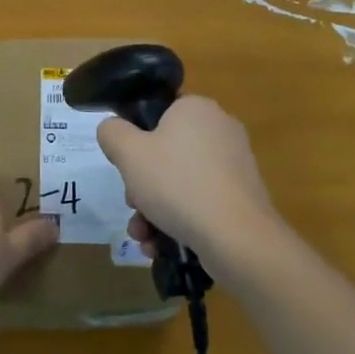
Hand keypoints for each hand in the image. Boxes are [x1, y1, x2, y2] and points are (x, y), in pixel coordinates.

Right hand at [97, 96, 277, 261]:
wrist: (236, 238)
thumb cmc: (177, 183)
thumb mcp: (128, 153)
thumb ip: (112, 133)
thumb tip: (113, 129)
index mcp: (197, 108)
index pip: (159, 113)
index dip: (136, 139)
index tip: (127, 166)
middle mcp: (220, 129)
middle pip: (167, 153)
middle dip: (142, 185)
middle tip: (133, 204)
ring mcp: (235, 165)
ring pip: (181, 182)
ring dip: (154, 209)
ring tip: (143, 236)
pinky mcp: (241, 197)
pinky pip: (201, 202)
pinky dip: (179, 221)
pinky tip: (161, 245)